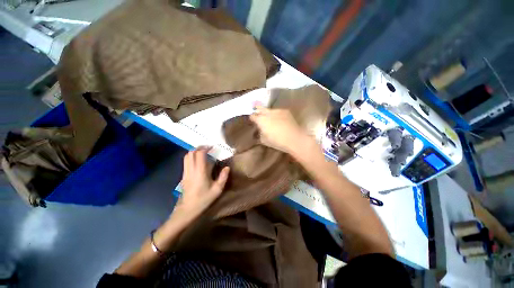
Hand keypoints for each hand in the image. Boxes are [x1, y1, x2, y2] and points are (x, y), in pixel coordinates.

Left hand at [174, 147, 229, 221]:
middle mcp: (191, 170)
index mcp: (200, 172)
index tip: (212, 147)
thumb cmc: (203, 200)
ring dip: (194, 152)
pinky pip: (186, 162)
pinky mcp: (183, 175)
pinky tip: (198, 161)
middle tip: (207, 148)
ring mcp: (185, 172)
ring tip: (203, 153)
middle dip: (199, 148)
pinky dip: (191, 157)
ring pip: (186, 156)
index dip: (205, 148)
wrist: (187, 210)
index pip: (199, 155)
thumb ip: (223, 177)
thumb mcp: (217, 190)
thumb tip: (227, 167)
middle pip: (191, 153)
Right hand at [250, 105, 311, 154]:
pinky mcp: (285, 111)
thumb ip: (260, 132)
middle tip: (259, 115)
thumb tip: (260, 129)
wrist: (293, 138)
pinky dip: (277, 115)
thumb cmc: (277, 141)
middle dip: (258, 110)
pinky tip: (280, 120)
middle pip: (259, 108)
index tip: (253, 121)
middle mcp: (268, 113)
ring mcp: (277, 110)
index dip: (252, 118)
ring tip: (271, 119)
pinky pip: (278, 111)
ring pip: (269, 110)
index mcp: (261, 120)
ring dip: (268, 113)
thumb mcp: (264, 140)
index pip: (252, 116)